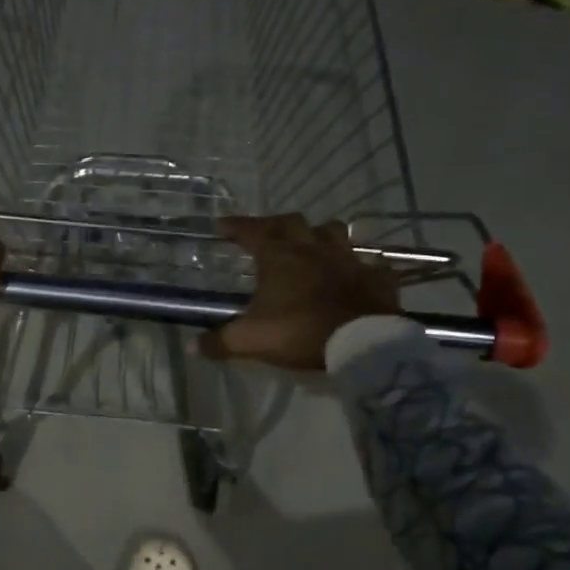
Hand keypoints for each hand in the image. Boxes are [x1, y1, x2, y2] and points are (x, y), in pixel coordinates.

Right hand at [199, 214, 401, 369]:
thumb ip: (220, 342)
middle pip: (292, 222)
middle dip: (274, 223)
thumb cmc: (299, 332)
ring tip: (310, 243)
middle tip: (264, 232)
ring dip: (319, 233)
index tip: (221, 224)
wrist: (362, 343)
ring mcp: (348, 259)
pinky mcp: (376, 277)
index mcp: (279, 257)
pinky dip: (361, 267)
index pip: (251, 231)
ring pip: (333, 231)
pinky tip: (356, 275)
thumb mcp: (250, 340)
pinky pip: (370, 264)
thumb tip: (192, 347)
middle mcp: (313, 249)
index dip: (235, 226)